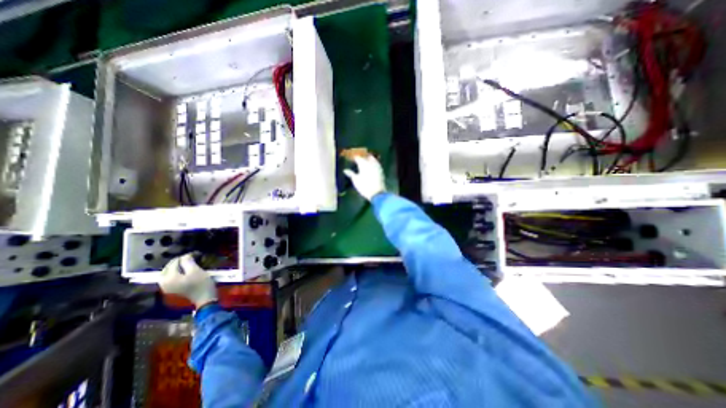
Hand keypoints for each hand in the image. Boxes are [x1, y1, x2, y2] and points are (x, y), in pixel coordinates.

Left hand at [158, 253, 215, 307]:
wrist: (204, 297)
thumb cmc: (201, 283)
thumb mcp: (196, 270)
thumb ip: (188, 261)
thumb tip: (186, 255)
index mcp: (169, 278)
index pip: (175, 262)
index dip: (185, 256)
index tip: (196, 254)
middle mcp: (163, 282)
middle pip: (168, 267)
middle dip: (179, 261)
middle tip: (192, 257)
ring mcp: (166, 287)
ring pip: (167, 272)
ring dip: (177, 266)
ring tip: (188, 262)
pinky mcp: (171, 289)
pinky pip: (169, 277)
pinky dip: (176, 271)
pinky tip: (183, 270)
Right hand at [344, 154, 384, 200]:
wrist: (377, 193)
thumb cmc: (364, 186)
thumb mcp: (356, 180)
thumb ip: (351, 174)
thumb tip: (345, 170)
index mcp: (363, 164)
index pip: (358, 158)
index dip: (355, 158)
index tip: (352, 159)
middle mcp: (371, 163)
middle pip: (367, 157)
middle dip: (363, 157)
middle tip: (360, 160)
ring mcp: (377, 167)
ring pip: (373, 159)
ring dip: (370, 159)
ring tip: (366, 162)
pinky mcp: (381, 171)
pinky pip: (377, 164)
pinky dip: (374, 164)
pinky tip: (372, 167)